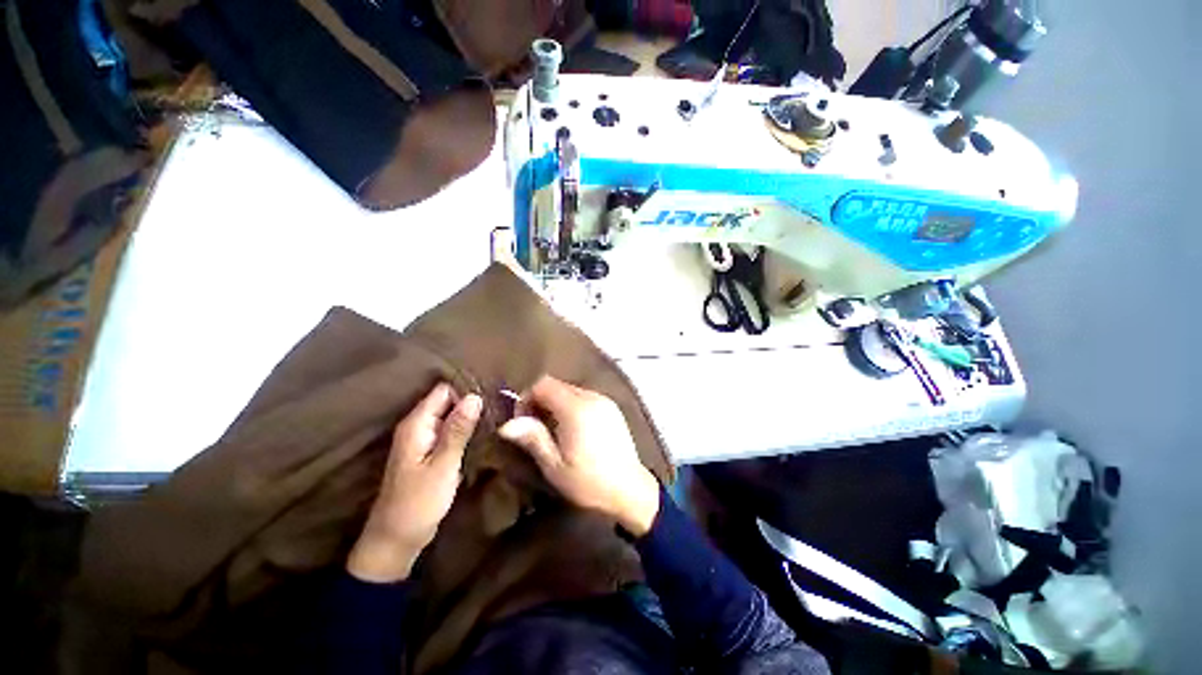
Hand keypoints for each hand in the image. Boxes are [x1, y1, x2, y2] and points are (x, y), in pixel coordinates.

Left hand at [348, 383, 481, 582]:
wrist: (396, 539)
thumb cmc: (418, 503)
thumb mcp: (443, 465)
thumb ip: (458, 429)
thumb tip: (475, 396)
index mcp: (416, 424)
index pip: (444, 390)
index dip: (467, 391)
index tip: (493, 398)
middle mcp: (418, 426)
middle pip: (448, 401)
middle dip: (472, 403)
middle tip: (500, 410)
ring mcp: (423, 439)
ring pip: (451, 416)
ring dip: (471, 417)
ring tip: (497, 419)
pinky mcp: (430, 452)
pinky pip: (450, 431)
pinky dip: (465, 430)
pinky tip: (484, 434)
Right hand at [498, 376, 660, 536]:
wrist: (629, 489)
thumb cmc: (588, 481)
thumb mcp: (555, 466)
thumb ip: (533, 438)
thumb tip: (507, 424)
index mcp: (576, 409)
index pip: (543, 384)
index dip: (527, 397)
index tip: (523, 422)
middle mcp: (591, 397)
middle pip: (557, 385)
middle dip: (540, 400)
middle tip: (535, 428)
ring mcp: (604, 400)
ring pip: (571, 390)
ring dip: (556, 403)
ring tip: (553, 431)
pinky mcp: (612, 407)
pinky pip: (585, 397)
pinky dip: (572, 406)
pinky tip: (573, 430)